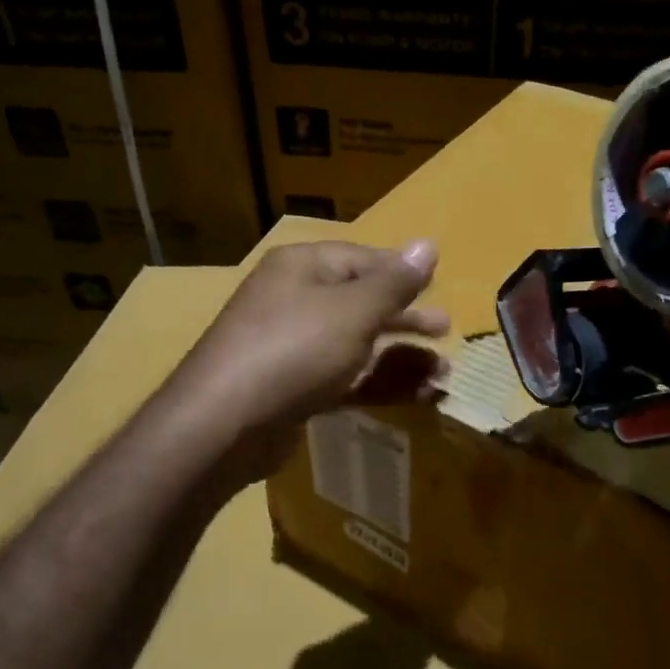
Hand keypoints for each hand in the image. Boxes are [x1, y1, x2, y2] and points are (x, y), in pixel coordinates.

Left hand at [170, 239, 449, 484]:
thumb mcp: (353, 310)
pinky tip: (415, 396)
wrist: (223, 424)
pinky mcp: (294, 389)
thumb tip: (428, 244)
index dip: (402, 273)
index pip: (362, 258)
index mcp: (303, 267)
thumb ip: (394, 282)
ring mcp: (292, 347)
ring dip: (400, 357)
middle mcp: (295, 300)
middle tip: (446, 331)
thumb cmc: (294, 349)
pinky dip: (378, 384)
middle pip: (361, 302)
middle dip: (406, 319)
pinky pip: (345, 378)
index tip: (438, 289)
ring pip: (357, 345)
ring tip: (442, 374)